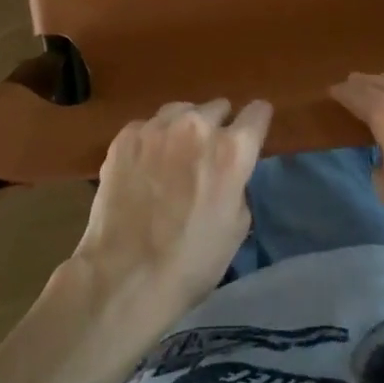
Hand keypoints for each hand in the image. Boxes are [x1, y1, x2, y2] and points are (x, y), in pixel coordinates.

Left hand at [68, 98, 270, 322]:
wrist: (125, 275)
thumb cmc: (192, 261)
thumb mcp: (237, 226)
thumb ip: (238, 183)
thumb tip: (228, 172)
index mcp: (232, 150)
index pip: (257, 112)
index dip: (257, 122)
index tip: (252, 132)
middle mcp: (197, 126)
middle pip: (218, 107)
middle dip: (218, 126)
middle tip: (208, 155)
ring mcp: (157, 127)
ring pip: (181, 110)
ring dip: (185, 128)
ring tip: (175, 156)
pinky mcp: (126, 136)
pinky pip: (148, 126)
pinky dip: (152, 141)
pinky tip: (145, 168)